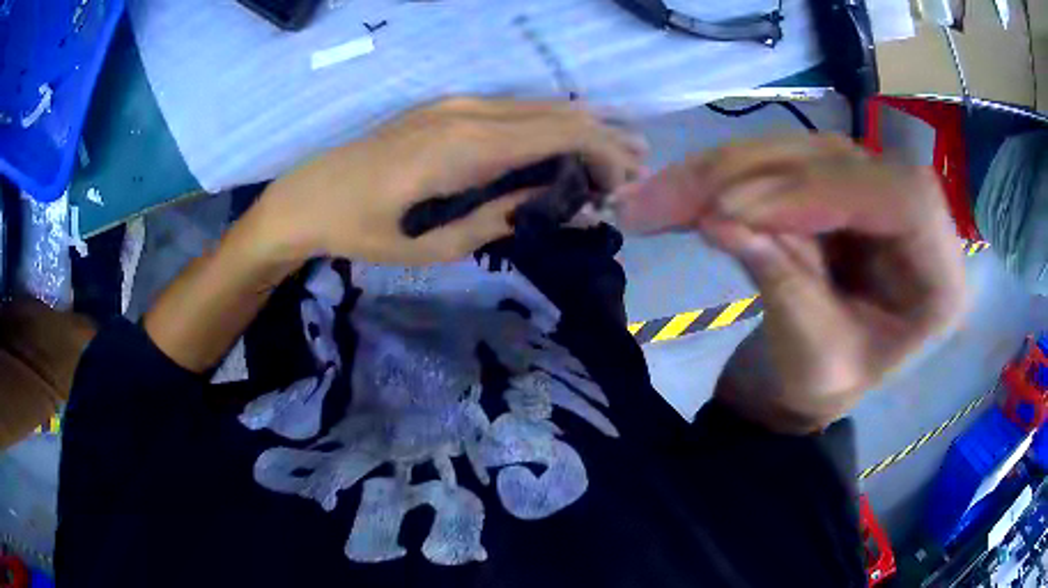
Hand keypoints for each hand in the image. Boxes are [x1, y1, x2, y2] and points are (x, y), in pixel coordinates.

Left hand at [255, 98, 645, 265]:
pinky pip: (512, 108)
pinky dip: (546, 123)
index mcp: (471, 146)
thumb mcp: (441, 242)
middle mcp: (471, 111)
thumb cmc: (371, 230)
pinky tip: (562, 140)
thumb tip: (566, 206)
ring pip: (538, 105)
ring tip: (613, 152)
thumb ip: (508, 215)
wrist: (313, 196)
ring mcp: (457, 103)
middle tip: (636, 166)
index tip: (626, 184)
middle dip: (604, 137)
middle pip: (558, 112)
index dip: (604, 153)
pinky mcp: (446, 106)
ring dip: (579, 127)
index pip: (562, 133)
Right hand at [615, 134, 966, 432]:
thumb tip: (720, 217)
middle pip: (842, 162)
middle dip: (752, 175)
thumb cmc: (821, 392)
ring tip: (656, 199)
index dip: (822, 191)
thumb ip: (783, 286)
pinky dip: (724, 177)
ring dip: (723, 172)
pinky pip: (779, 163)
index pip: (901, 199)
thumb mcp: (813, 365)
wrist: (806, 386)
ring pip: (800, 152)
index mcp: (939, 279)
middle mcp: (915, 223)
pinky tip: (682, 194)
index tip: (734, 210)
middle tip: (669, 199)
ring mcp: (872, 194)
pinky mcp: (833, 186)